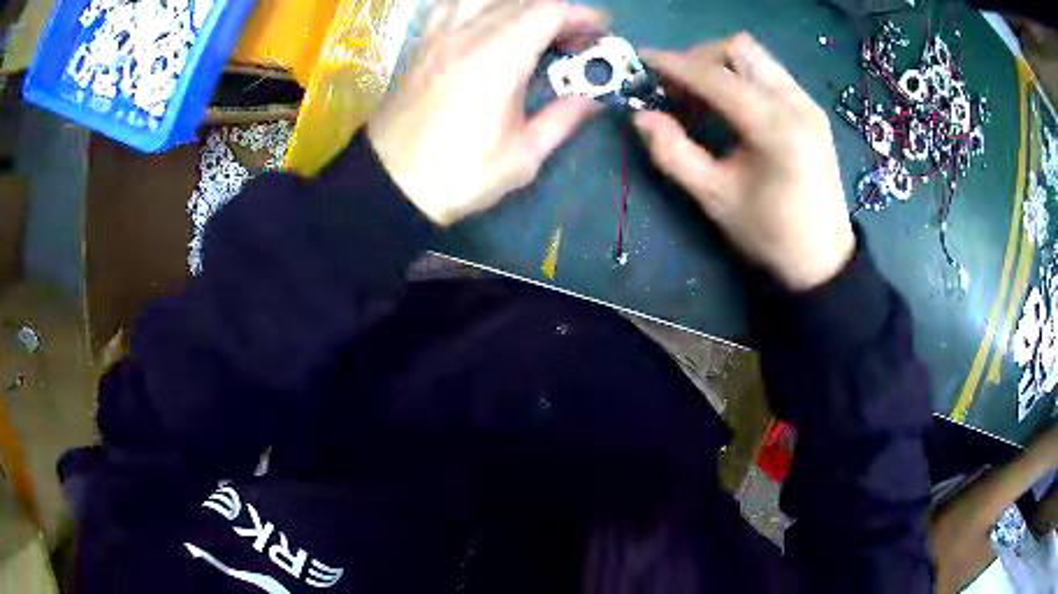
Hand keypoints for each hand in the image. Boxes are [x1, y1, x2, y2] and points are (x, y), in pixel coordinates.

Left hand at [369, 0, 606, 225]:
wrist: (390, 184)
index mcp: (497, 57)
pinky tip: (486, 22)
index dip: (581, 16)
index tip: (600, 31)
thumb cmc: (458, 174)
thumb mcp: (522, 157)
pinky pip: (451, 6)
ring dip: (516, 5)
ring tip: (531, 28)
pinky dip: (478, 6)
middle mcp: (467, 34)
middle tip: (573, 41)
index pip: (548, 12)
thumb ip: (562, 119)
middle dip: (557, 12)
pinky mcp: (420, 45)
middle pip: (521, 0)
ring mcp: (438, 36)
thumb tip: (593, 101)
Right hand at [632, 34, 854, 290]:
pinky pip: (769, 73)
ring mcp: (808, 103)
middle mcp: (796, 104)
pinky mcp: (811, 110)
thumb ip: (674, 154)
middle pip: (740, 49)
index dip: (676, 65)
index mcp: (776, 129)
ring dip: (720, 64)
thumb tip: (641, 116)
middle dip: (700, 57)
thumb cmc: (770, 234)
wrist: (823, 259)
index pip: (717, 77)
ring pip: (756, 57)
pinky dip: (741, 76)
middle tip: (676, 85)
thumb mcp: (715, 199)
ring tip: (699, 94)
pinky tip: (729, 104)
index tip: (643, 60)